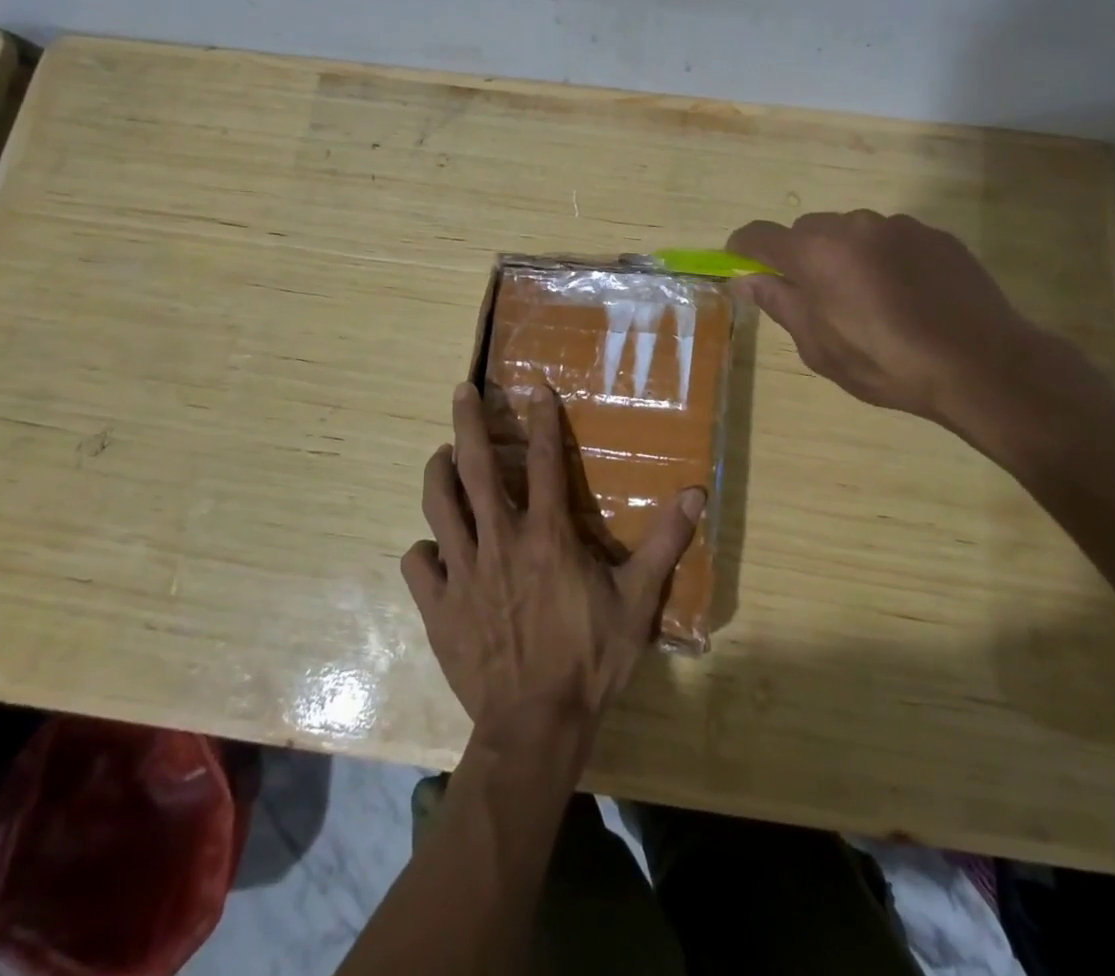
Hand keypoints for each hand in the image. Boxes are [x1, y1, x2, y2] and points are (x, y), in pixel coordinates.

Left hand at [401, 384, 705, 737]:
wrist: (536, 727)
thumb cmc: (590, 659)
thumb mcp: (637, 602)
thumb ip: (664, 543)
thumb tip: (695, 494)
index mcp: (547, 535)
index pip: (544, 460)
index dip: (542, 419)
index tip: (535, 387)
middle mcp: (500, 540)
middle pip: (477, 467)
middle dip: (468, 423)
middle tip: (461, 392)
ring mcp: (463, 572)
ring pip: (439, 506)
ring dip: (438, 474)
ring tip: (441, 455)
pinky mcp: (439, 606)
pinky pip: (419, 565)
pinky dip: (423, 550)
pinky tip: (432, 548)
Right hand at [727, 210, 1091, 430]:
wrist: (981, 363)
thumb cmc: (886, 364)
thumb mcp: (820, 347)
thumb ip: (780, 304)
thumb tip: (746, 281)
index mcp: (815, 254)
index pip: (759, 236)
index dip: (743, 249)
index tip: (739, 264)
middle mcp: (851, 227)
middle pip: (807, 231)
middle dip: (801, 258)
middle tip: (815, 298)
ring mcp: (897, 226)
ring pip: (852, 233)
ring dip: (846, 257)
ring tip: (869, 301)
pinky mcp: (934, 234)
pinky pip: (892, 239)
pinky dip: (885, 259)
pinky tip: (907, 296)